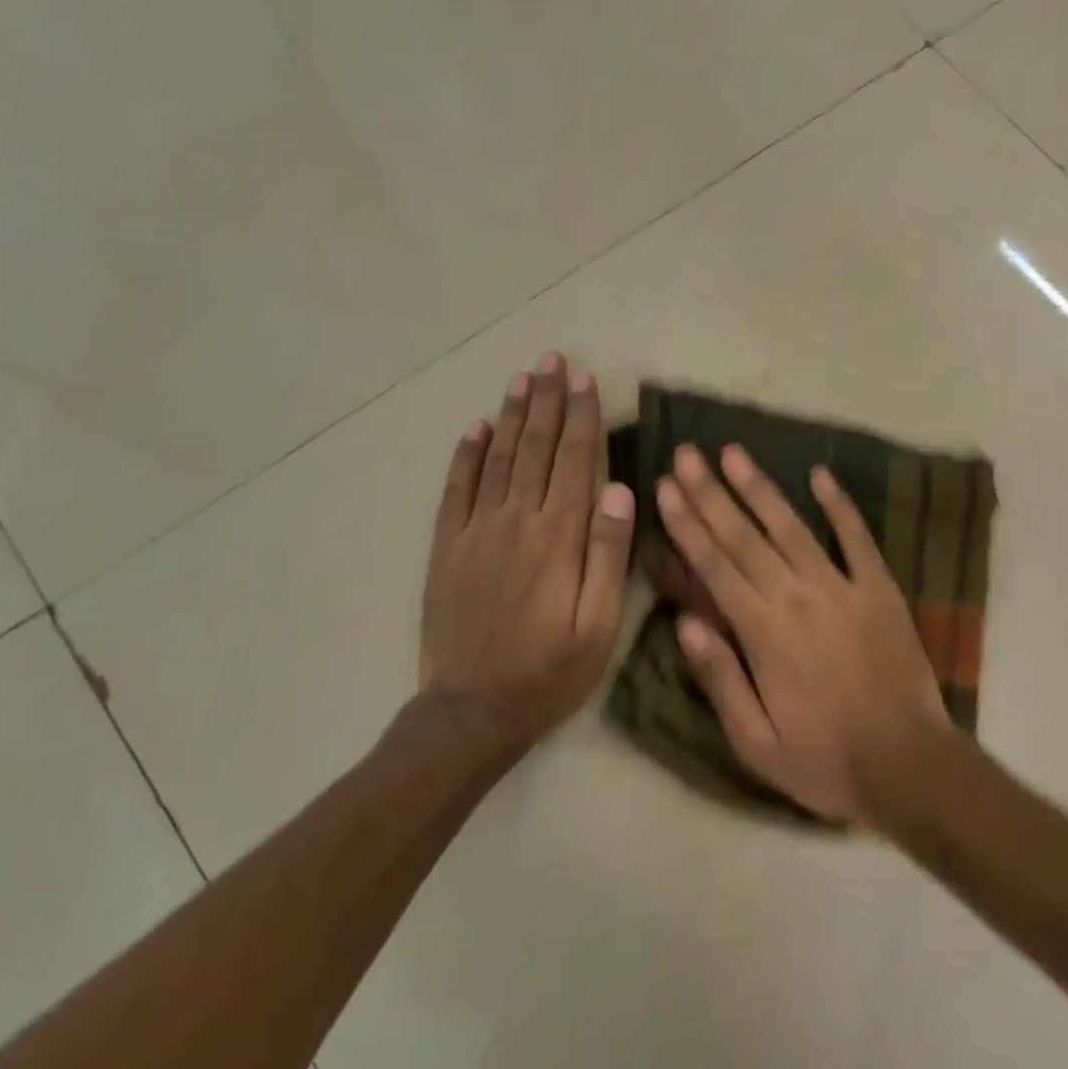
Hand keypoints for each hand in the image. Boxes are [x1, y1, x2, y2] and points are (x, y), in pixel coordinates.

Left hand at [419, 353, 635, 743]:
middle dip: (547, 400)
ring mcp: (475, 531)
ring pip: (497, 458)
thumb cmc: (549, 672)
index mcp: (558, 538)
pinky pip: (456, 489)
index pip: (574, 461)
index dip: (581, 417)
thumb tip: (620, 492)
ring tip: (522, 377)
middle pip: (535, 448)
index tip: (585, 379)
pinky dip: (466, 455)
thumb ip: (610, 556)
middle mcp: (516, 521)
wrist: (473, 710)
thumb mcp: (599, 626)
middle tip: (553, 359)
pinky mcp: (447, 547)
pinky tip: (476, 428)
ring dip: (511, 415)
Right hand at [655, 443, 951, 822]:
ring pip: (792, 527)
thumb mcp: (754, 740)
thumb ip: (718, 676)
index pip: (714, 566)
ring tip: (734, 452)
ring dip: (761, 487)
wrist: (908, 766)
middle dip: (711, 492)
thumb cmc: (824, 760)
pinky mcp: (880, 590)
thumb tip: (682, 621)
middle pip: (745, 536)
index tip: (665, 488)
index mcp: (762, 632)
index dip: (686, 525)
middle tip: (687, 454)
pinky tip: (819, 474)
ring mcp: (843, 588)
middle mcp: (797, 597)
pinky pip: (857, 538)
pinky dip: (840, 505)